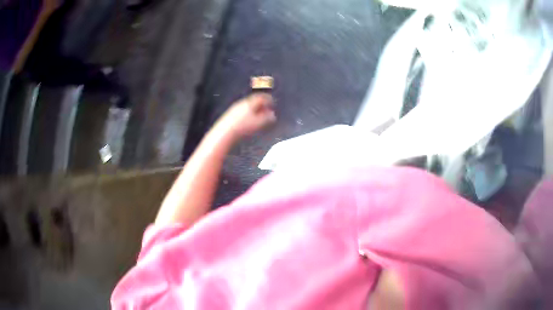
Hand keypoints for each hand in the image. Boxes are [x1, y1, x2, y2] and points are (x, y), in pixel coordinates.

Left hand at [213, 94, 275, 141]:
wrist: (225, 132)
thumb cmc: (243, 127)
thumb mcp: (259, 123)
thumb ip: (268, 118)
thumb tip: (273, 115)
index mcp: (250, 102)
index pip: (262, 97)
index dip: (269, 100)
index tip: (273, 103)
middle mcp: (242, 102)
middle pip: (255, 101)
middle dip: (262, 105)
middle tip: (267, 110)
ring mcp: (235, 108)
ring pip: (248, 106)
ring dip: (255, 110)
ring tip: (259, 117)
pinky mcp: (230, 114)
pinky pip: (242, 111)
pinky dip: (248, 113)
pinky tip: (249, 121)